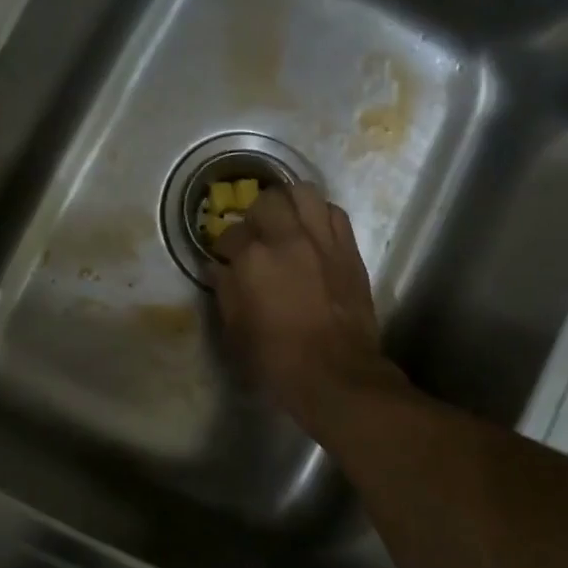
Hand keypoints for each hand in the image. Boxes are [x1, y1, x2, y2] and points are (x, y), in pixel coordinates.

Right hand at [211, 183, 402, 431]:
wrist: (336, 374)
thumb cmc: (278, 360)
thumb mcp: (236, 331)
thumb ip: (226, 291)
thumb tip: (218, 268)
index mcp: (253, 259)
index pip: (231, 234)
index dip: (225, 246)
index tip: (226, 258)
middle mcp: (288, 239)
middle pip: (268, 200)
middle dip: (256, 214)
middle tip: (256, 235)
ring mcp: (322, 240)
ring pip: (304, 192)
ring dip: (290, 203)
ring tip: (286, 222)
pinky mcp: (349, 249)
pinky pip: (334, 212)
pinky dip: (320, 215)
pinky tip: (314, 233)